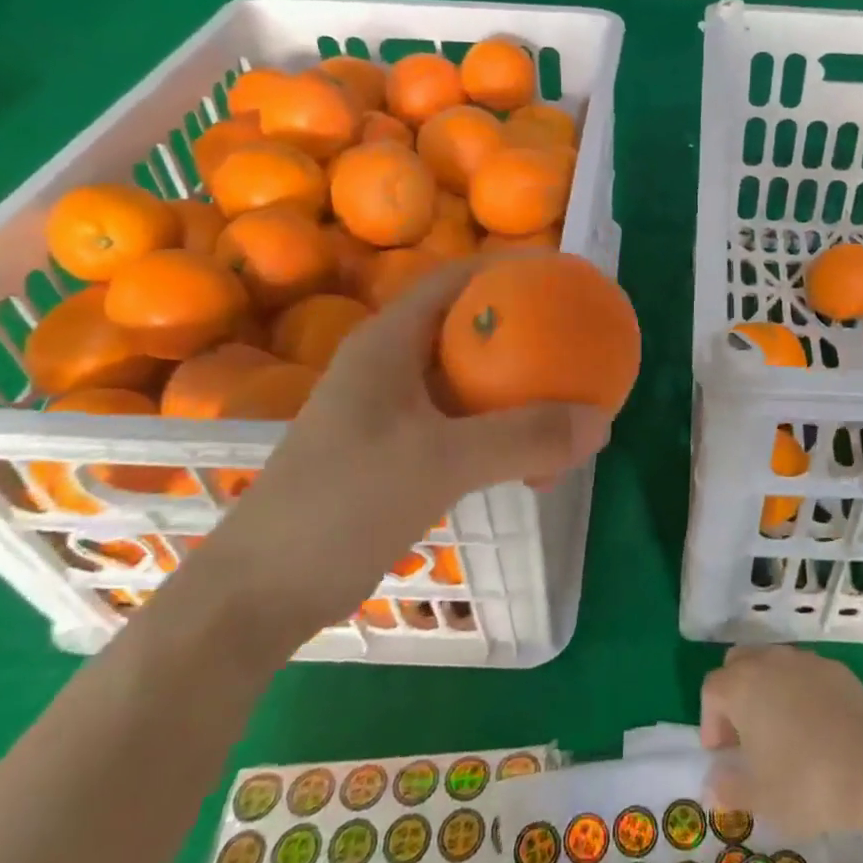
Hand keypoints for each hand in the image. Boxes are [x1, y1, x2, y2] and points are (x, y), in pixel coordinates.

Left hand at [184, 260, 610, 650]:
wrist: (261, 593)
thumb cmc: (342, 504)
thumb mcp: (441, 462)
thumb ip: (524, 438)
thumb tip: (602, 422)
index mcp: (390, 342)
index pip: (458, 279)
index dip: (514, 269)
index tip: (567, 278)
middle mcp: (391, 366)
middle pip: (470, 329)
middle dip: (527, 334)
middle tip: (578, 345)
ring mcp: (392, 412)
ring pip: (470, 382)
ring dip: (518, 392)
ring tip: (567, 410)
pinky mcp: (397, 452)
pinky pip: (464, 426)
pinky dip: (502, 434)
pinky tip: (531, 465)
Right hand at [699, 645, 862, 837]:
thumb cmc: (808, 783)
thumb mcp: (762, 799)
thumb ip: (730, 789)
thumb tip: (713, 785)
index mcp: (742, 686)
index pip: (711, 690)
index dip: (711, 722)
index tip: (723, 754)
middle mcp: (769, 662)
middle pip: (738, 664)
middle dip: (734, 694)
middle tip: (745, 734)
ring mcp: (804, 660)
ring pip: (772, 663)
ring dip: (766, 689)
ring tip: (780, 730)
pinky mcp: (835, 668)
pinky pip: (804, 672)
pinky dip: (799, 691)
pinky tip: (814, 726)